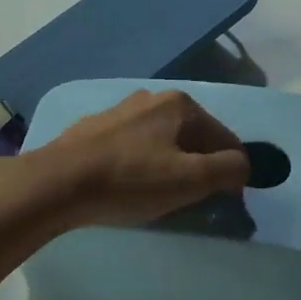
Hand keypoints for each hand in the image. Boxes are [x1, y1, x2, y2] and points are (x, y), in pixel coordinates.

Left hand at [40, 89, 249, 227]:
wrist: (57, 183)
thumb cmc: (130, 180)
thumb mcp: (191, 180)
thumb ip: (229, 170)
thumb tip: (243, 166)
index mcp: (181, 105)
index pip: (225, 138)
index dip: (232, 172)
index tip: (227, 201)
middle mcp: (152, 98)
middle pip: (193, 137)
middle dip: (200, 167)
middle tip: (194, 199)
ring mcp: (120, 111)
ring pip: (162, 141)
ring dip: (171, 165)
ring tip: (161, 195)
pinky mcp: (94, 129)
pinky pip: (133, 147)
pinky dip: (141, 164)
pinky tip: (129, 185)